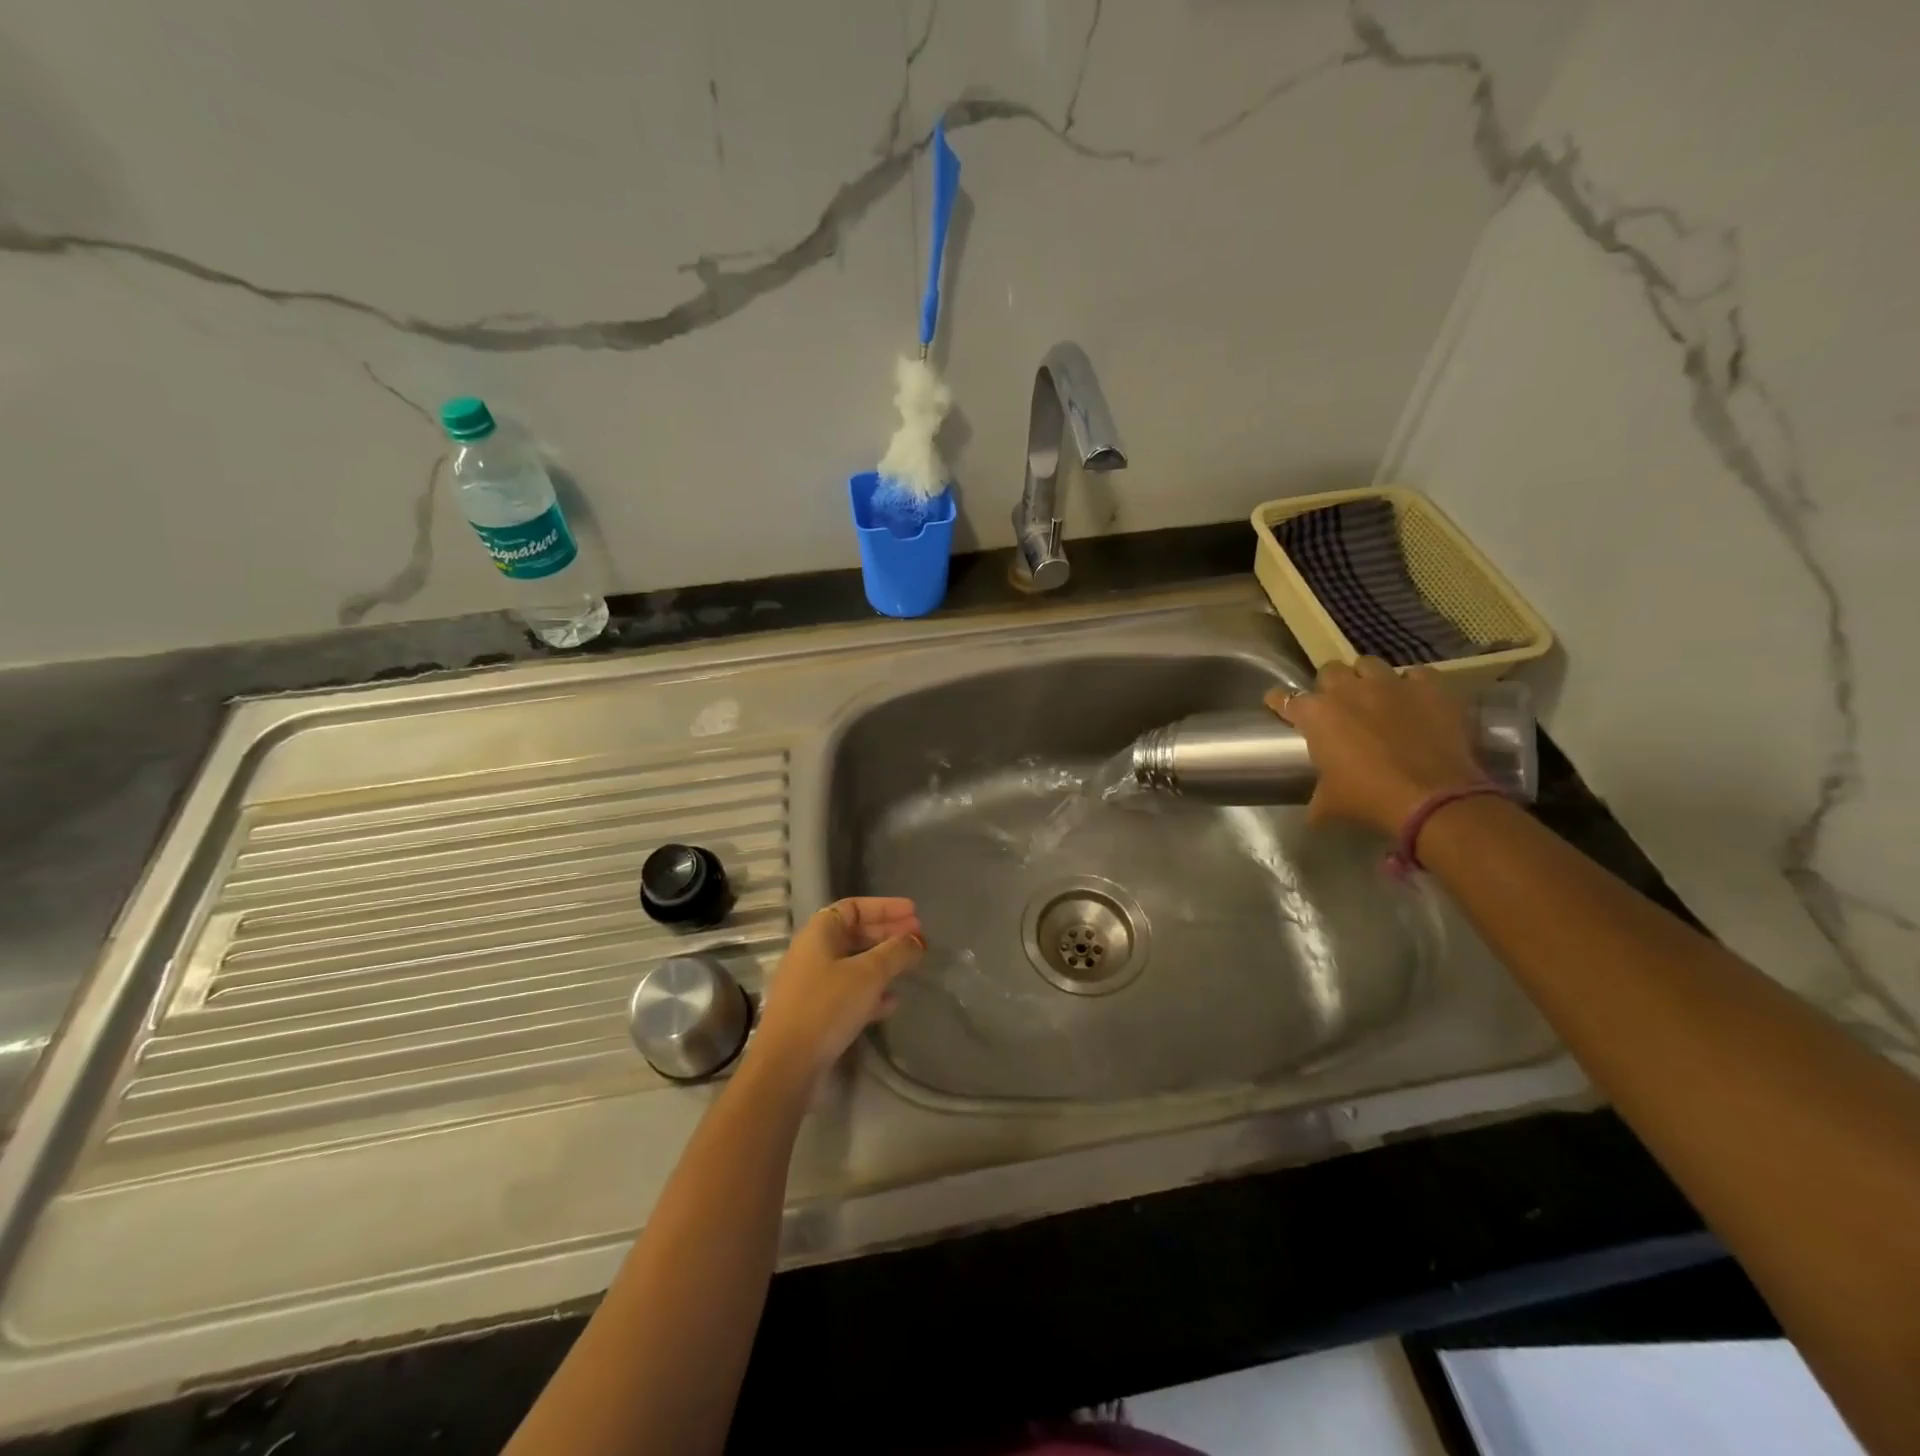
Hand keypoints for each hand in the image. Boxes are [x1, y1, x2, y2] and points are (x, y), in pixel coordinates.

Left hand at [749, 897, 924, 1079]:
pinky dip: (871, 991)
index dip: (885, 907)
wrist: (787, 1065)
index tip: (914, 913)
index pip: (854, 907)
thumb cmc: (827, 1006)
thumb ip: (896, 952)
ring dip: (882, 963)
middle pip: (854, 933)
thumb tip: (917, 939)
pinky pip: (847, 992)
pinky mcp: (813, 1013)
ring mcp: (810, 984)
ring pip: (853, 964)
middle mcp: (811, 953)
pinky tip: (892, 1002)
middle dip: (888, 934)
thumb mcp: (869, 974)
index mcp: (818, 933)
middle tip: (918, 939)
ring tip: (910, 967)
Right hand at [1267, 658, 1485, 834]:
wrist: (1431, 797)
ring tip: (1374, 695)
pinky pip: (1416, 674)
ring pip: (1368, 664)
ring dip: (1367, 677)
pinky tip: (1415, 699)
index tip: (1279, 705)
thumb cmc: (1368, 797)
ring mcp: (1389, 684)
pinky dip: (1413, 684)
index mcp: (1316, 715)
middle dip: (1330, 684)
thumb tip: (1313, 815)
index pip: (1285, 698)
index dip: (1280, 701)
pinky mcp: (1428, 687)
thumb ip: (1317, 798)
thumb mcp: (1331, 802)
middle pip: (1329, 671)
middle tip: (1337, 703)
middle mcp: (1347, 690)